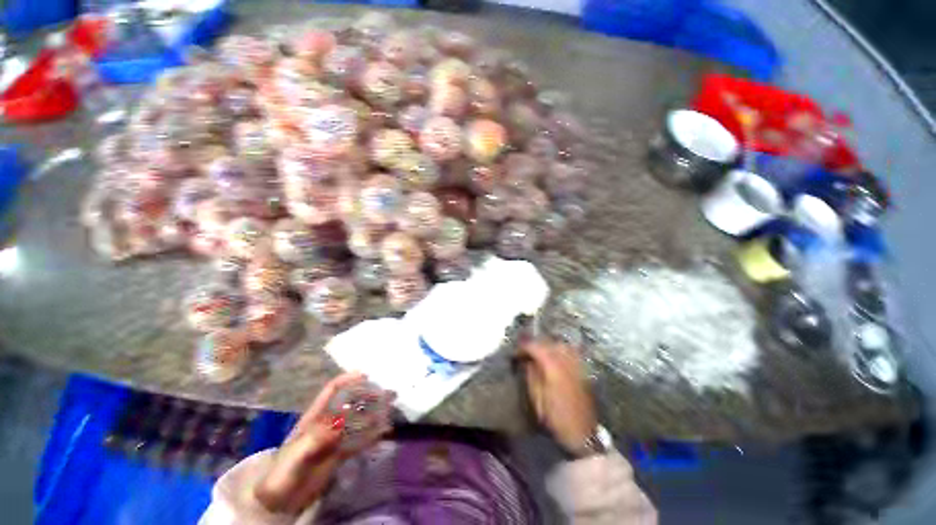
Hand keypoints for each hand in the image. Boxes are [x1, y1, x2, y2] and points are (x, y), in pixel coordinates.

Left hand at [254, 372, 390, 513]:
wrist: (279, 502)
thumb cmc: (282, 474)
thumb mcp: (296, 455)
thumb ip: (316, 438)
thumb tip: (340, 422)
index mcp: (315, 418)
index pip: (332, 391)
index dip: (347, 380)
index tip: (366, 374)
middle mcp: (328, 423)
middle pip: (351, 402)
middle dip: (369, 394)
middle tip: (389, 392)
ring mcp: (335, 438)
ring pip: (358, 420)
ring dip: (375, 412)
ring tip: (392, 408)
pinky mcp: (339, 454)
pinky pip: (359, 440)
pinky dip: (372, 435)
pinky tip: (384, 431)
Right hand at [521, 340, 597, 454]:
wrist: (581, 432)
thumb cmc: (556, 417)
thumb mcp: (537, 398)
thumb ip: (532, 374)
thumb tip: (527, 360)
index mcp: (553, 367)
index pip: (536, 347)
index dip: (524, 347)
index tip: (516, 352)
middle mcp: (566, 361)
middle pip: (549, 343)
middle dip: (536, 344)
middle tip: (526, 351)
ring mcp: (577, 364)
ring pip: (561, 345)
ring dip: (548, 346)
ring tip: (539, 353)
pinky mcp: (582, 370)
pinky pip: (571, 352)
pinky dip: (560, 350)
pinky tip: (554, 357)